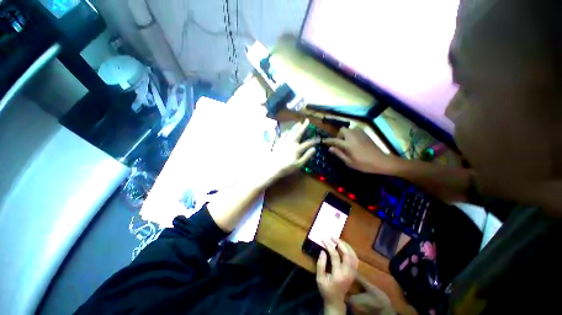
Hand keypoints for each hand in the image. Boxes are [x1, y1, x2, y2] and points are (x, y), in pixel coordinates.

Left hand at [266, 119, 318, 181]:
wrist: (273, 168)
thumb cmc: (287, 167)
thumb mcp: (299, 164)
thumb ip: (307, 156)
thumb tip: (314, 149)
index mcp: (297, 149)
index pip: (308, 143)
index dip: (314, 141)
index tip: (319, 139)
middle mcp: (291, 143)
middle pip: (299, 133)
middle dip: (303, 126)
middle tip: (307, 120)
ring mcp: (284, 142)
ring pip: (291, 132)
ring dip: (295, 127)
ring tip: (298, 123)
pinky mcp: (278, 143)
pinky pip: (283, 135)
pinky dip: (286, 132)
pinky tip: (287, 131)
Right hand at [317, 238, 358, 311]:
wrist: (336, 301)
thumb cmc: (326, 290)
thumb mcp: (319, 279)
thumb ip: (320, 264)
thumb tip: (323, 251)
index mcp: (338, 275)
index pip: (335, 256)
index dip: (329, 246)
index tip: (324, 239)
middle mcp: (348, 273)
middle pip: (347, 254)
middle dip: (340, 243)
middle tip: (332, 237)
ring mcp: (353, 273)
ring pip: (353, 255)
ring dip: (346, 245)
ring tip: (338, 240)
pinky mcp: (354, 272)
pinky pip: (355, 259)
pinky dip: (350, 250)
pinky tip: (344, 247)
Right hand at [323, 128, 400, 174]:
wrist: (381, 161)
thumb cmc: (364, 164)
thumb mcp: (349, 162)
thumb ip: (339, 154)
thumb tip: (330, 148)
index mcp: (348, 144)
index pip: (335, 140)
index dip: (328, 141)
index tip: (323, 141)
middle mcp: (353, 136)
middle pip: (342, 130)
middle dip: (338, 136)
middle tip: (339, 144)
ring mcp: (360, 134)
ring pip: (349, 129)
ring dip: (345, 134)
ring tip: (347, 143)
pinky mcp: (365, 134)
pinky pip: (355, 130)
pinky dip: (351, 134)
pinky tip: (354, 142)